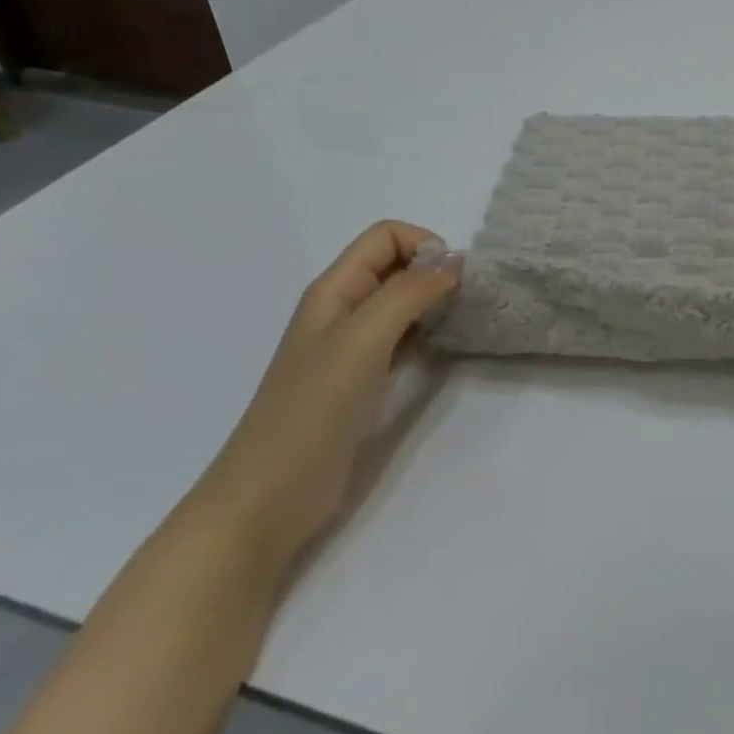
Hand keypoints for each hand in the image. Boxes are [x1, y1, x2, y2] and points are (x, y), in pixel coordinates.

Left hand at [189, 221, 461, 565]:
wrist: (268, 497)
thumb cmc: (313, 409)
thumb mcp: (364, 339)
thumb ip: (409, 292)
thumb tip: (454, 261)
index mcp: (334, 289)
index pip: (386, 236)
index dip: (424, 245)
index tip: (453, 281)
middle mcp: (342, 309)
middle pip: (395, 264)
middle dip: (435, 271)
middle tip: (465, 302)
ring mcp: (351, 347)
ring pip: (401, 302)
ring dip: (434, 301)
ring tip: (461, 322)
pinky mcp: (361, 380)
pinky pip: (401, 338)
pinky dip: (427, 333)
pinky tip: (443, 350)